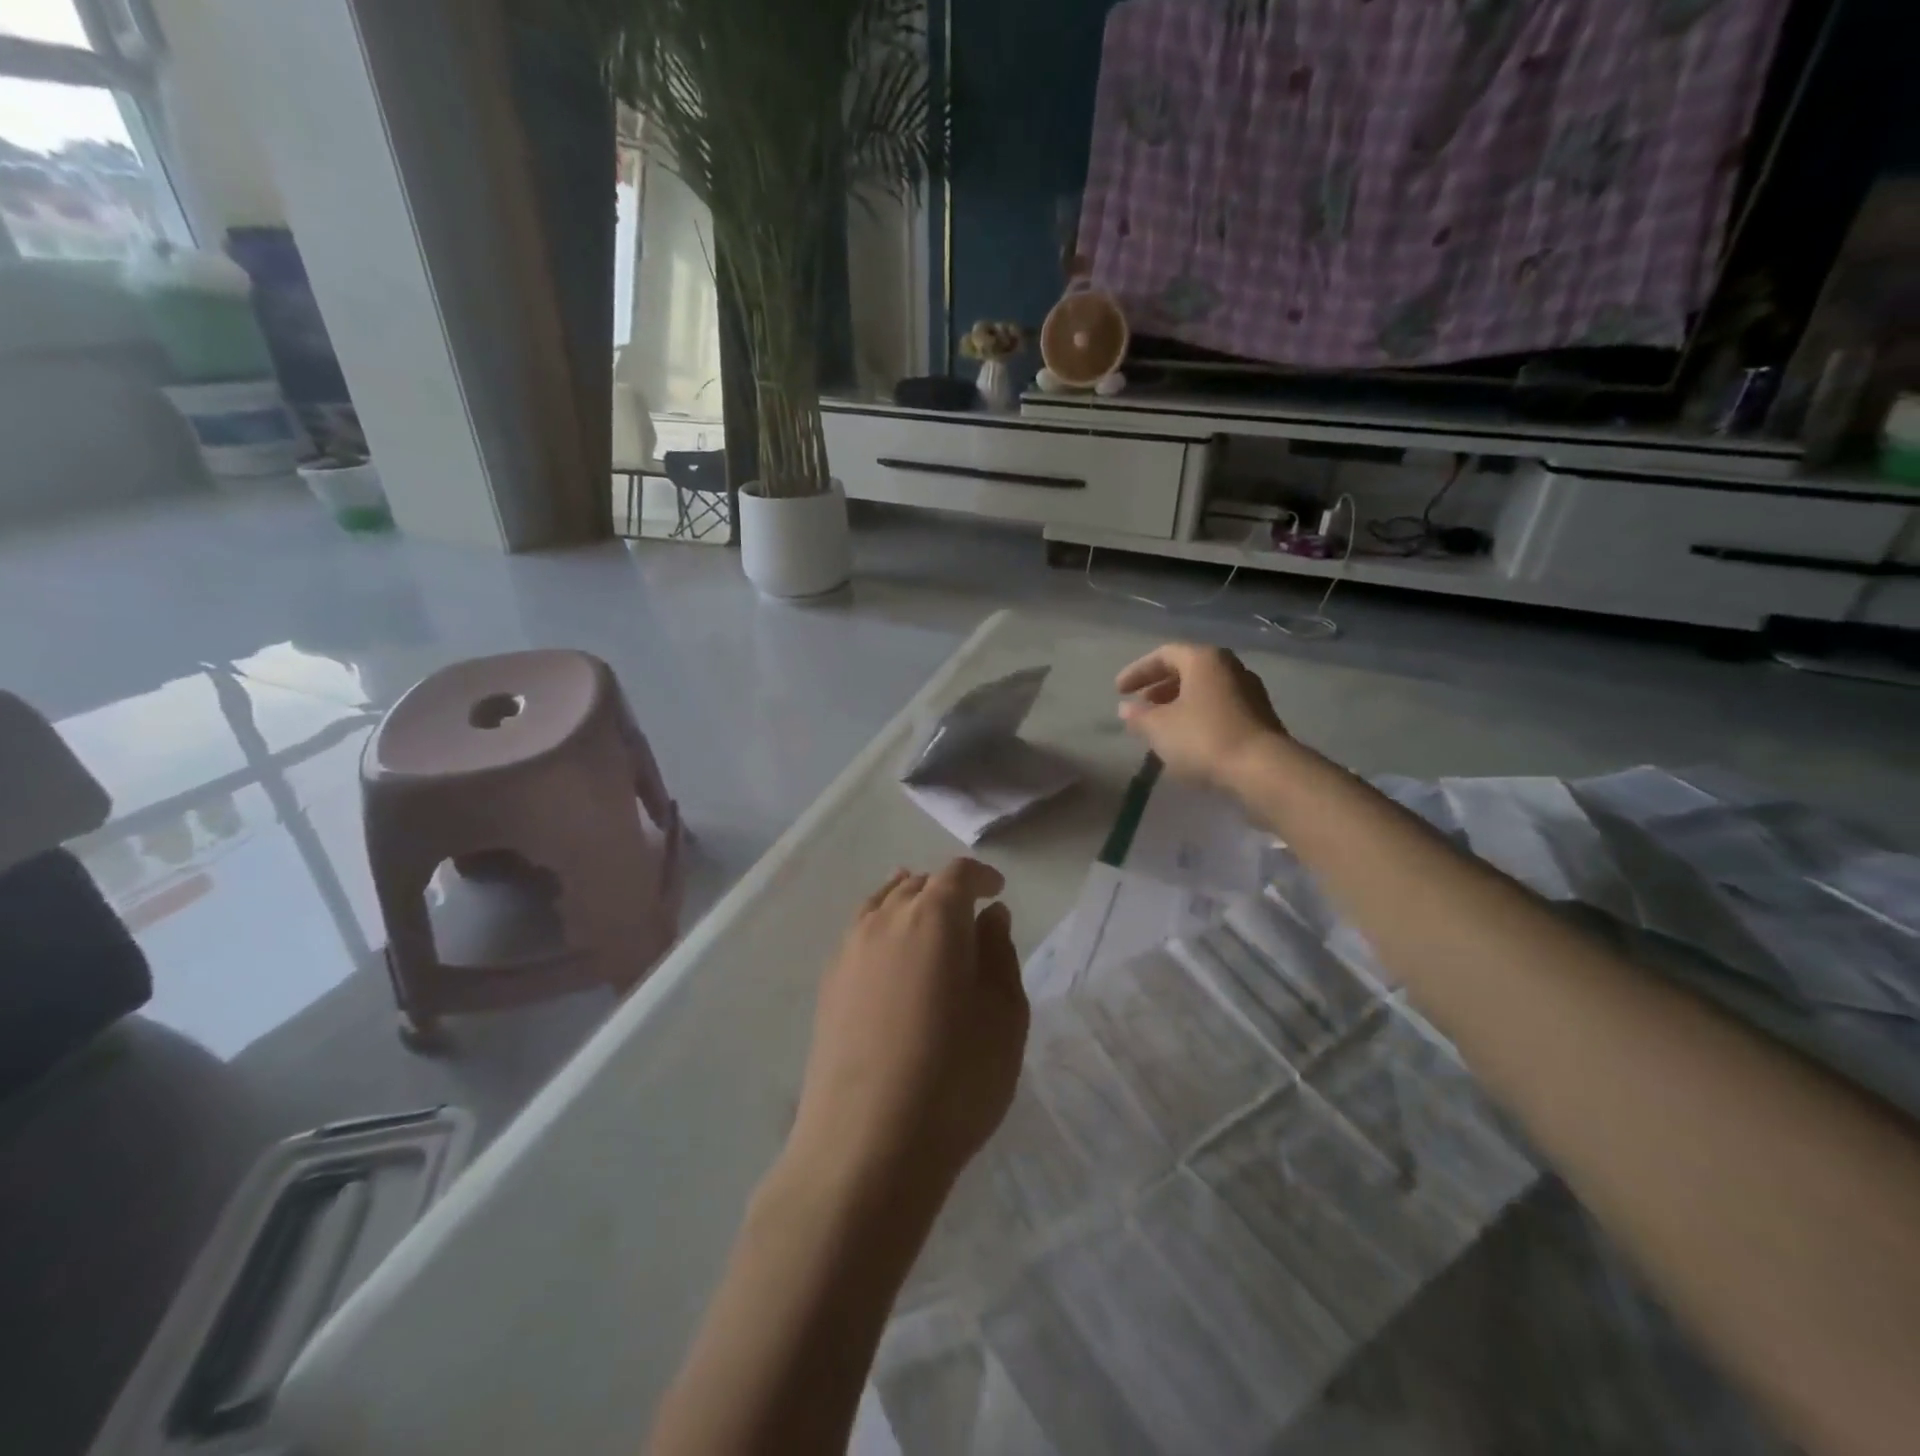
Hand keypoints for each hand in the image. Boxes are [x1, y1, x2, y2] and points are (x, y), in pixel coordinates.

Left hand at [791, 859, 1028, 1197]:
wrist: (866, 1145)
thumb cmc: (955, 1078)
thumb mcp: (1004, 1015)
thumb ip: (999, 954)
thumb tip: (990, 916)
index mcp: (934, 917)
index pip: (957, 874)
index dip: (980, 877)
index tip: (997, 891)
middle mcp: (886, 920)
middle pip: (917, 884)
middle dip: (946, 889)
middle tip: (968, 913)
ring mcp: (850, 951)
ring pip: (882, 904)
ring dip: (908, 903)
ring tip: (926, 919)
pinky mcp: (828, 985)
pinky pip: (859, 934)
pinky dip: (881, 928)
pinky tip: (891, 957)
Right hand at [1116, 643, 1288, 789]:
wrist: (1263, 770)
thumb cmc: (1204, 739)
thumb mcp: (1159, 728)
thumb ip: (1139, 716)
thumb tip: (1126, 709)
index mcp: (1204, 660)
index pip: (1164, 654)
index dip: (1138, 671)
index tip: (1119, 691)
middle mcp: (1230, 667)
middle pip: (1188, 670)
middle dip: (1160, 687)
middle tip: (1141, 706)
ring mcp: (1249, 692)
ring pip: (1205, 690)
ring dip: (1179, 703)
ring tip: (1160, 725)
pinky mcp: (1259, 717)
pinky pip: (1219, 708)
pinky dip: (1198, 716)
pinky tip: (1186, 739)